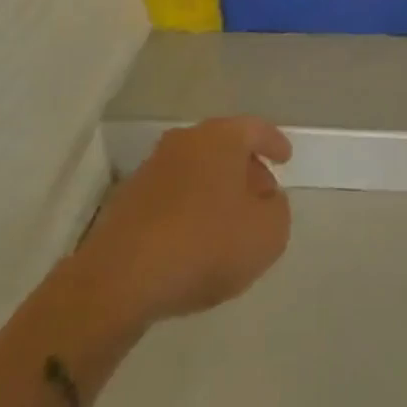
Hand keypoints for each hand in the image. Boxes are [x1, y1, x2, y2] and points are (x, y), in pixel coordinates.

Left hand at [68, 117, 292, 331]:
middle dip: (245, 168)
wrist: (121, 278)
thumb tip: (266, 200)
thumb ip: (277, 210)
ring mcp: (152, 167)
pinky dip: (189, 207)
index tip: (285, 158)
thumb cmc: (205, 244)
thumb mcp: (267, 234)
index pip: (255, 128)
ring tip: (229, 223)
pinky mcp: (129, 199)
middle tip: (261, 194)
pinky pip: (173, 194)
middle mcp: (186, 141)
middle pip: (224, 146)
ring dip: (215, 189)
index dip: (274, 143)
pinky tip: (195, 239)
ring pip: (196, 169)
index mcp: (221, 137)